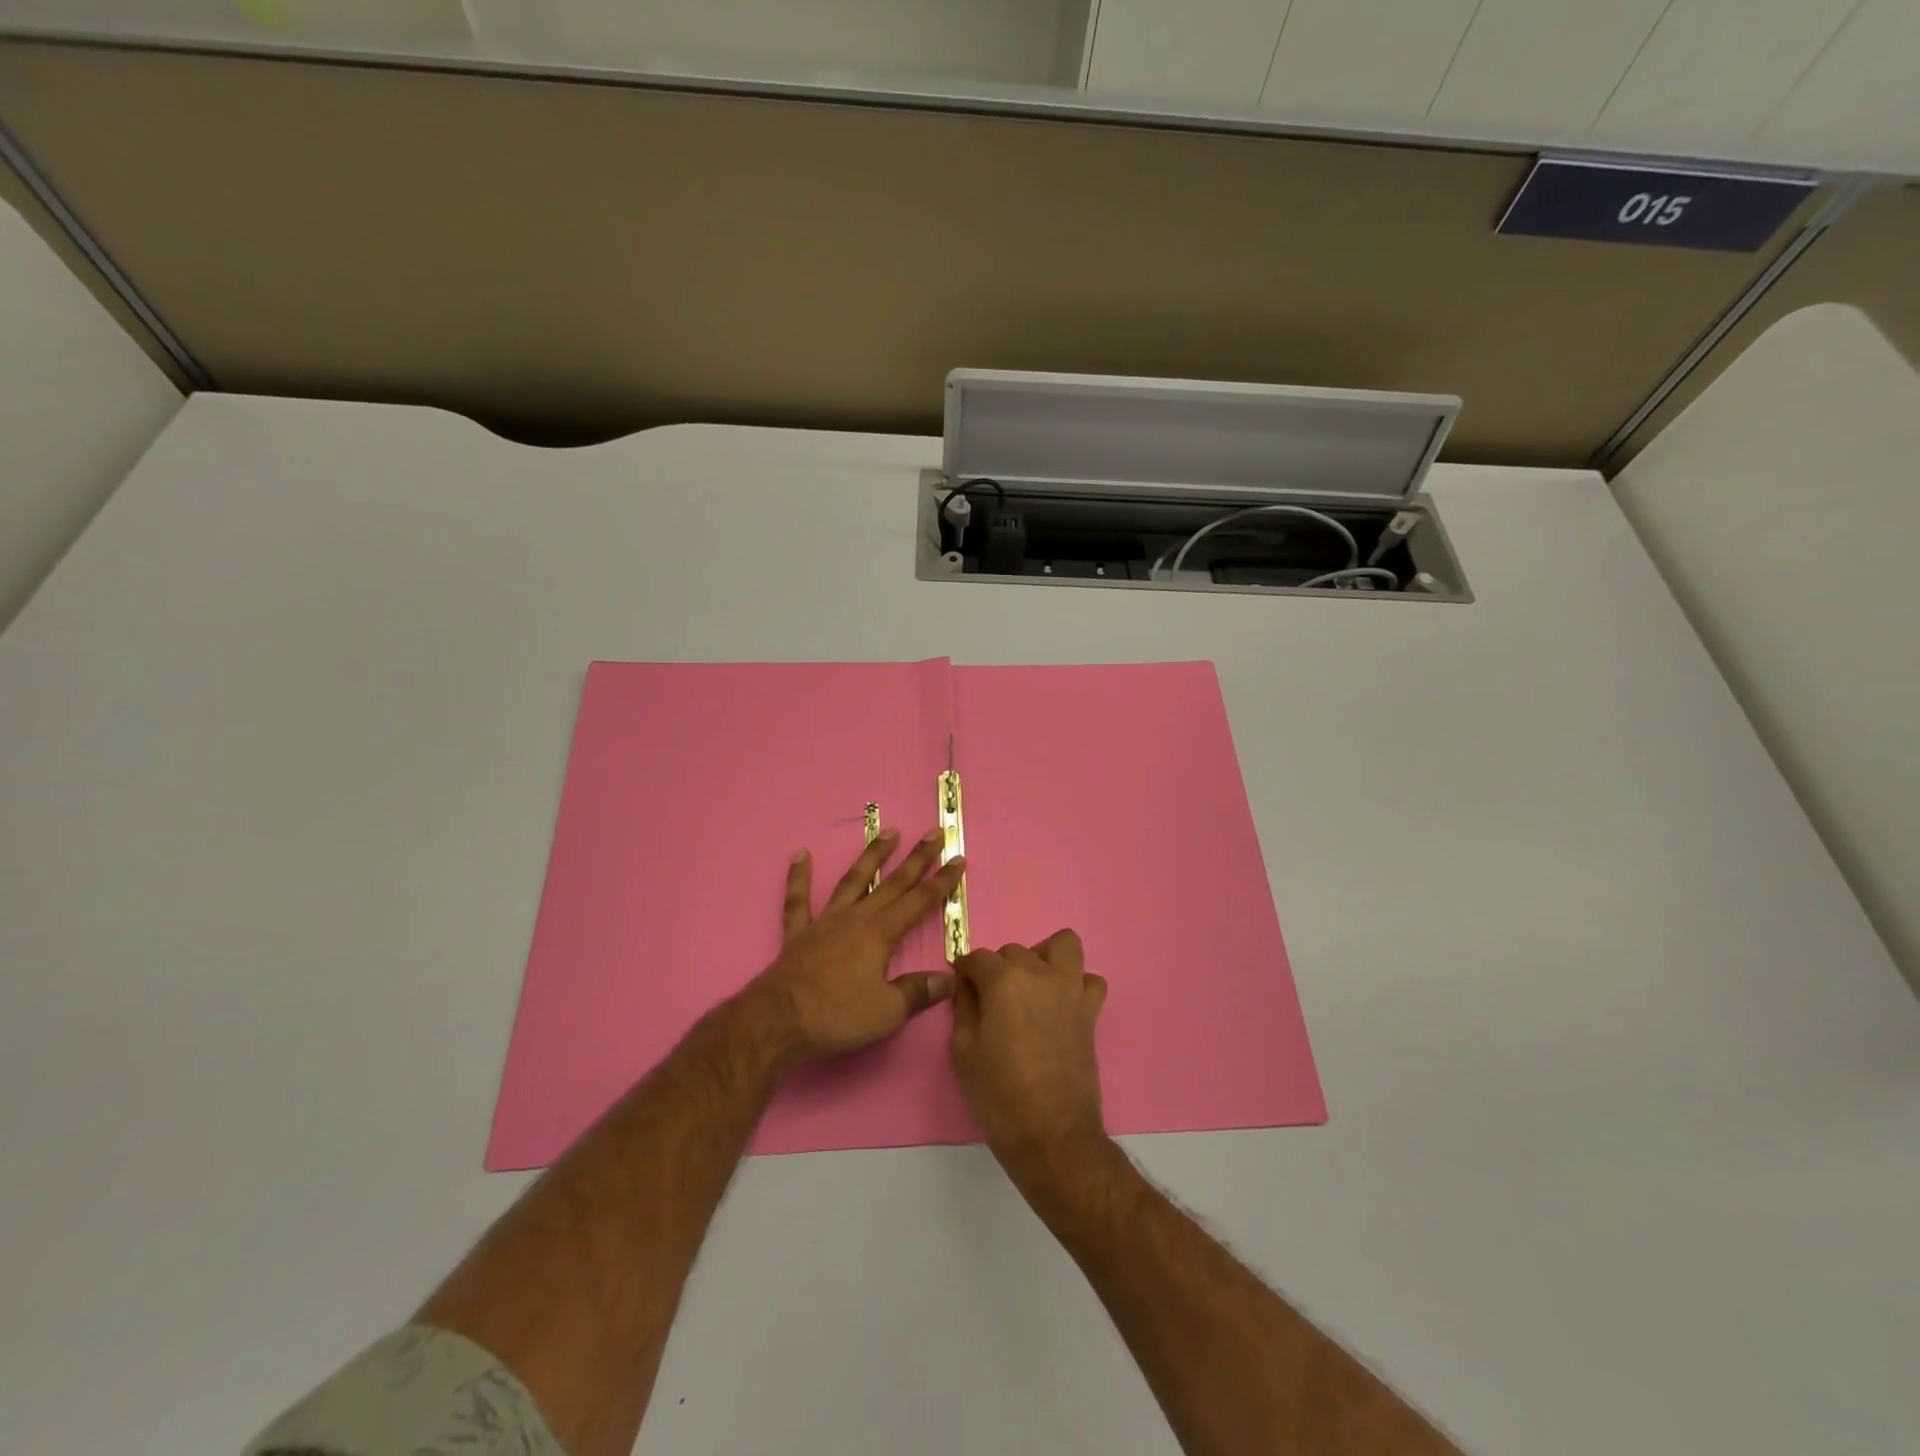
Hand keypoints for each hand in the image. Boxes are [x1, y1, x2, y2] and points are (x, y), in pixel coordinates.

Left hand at [748, 828, 965, 1061]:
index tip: (958, 858)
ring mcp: (825, 922)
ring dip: (872, 856)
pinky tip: (801, 854)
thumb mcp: (887, 1011)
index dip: (942, 881)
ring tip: (888, 832)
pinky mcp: (799, 933)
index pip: (919, 902)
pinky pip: (798, 900)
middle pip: (893, 883)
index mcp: (880, 934)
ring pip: (853, 881)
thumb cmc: (837, 1016)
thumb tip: (947, 979)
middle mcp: (856, 918)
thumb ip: (917, 992)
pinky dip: (799, 877)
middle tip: (934, 833)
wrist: (779, 1021)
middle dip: (917, 858)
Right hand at [951, 930, 1107, 1166]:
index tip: (962, 986)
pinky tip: (1061, 1004)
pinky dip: (1076, 984)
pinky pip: (1089, 980)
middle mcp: (1040, 974)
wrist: (1051, 1135)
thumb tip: (966, 985)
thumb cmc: (999, 1095)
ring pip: (1061, 946)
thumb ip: (964, 1007)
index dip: (965, 971)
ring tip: (1031, 987)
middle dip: (998, 969)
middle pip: (1014, 951)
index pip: (978, 958)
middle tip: (991, 1000)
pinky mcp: (1091, 1010)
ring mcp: (1070, 989)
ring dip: (1043, 958)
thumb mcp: (964, 1051)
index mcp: (1004, 980)